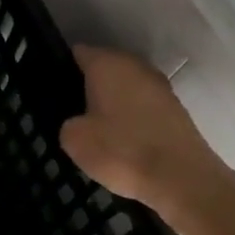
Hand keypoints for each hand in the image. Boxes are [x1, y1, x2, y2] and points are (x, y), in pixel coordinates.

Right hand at [59, 46, 230, 209]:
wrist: (183, 180)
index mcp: (107, 64)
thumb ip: (68, 122)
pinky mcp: (175, 109)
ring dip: (111, 101)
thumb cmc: (122, 151)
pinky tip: (121, 138)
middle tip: (70, 110)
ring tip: (94, 127)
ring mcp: (160, 86)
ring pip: (125, 87)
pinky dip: (131, 116)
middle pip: (103, 68)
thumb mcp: (74, 139)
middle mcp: (135, 66)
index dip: (61, 69)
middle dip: (87, 85)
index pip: (77, 53)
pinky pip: (142, 105)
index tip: (52, 89)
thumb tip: (78, 121)